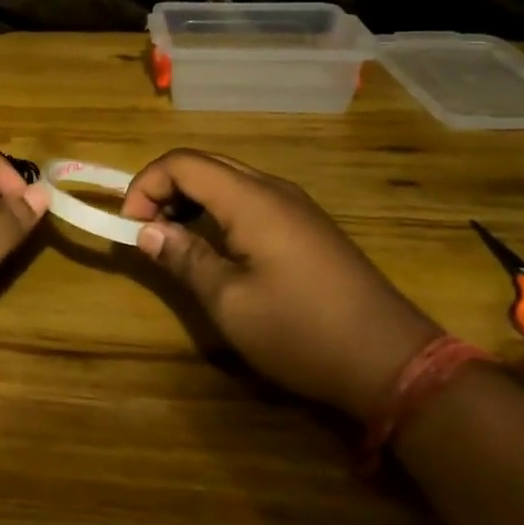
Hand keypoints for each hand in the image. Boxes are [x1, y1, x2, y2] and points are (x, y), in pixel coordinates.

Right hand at [122, 149, 441, 420]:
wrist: (392, 361)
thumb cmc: (301, 331)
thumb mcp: (229, 301)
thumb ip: (184, 258)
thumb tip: (146, 231)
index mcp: (251, 199)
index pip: (182, 163)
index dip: (145, 185)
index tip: (130, 227)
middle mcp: (273, 189)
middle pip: (204, 165)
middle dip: (165, 189)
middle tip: (146, 231)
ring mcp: (296, 206)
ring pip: (228, 180)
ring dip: (191, 200)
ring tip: (174, 240)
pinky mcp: (308, 226)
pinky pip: (250, 199)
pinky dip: (218, 211)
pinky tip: (216, 248)